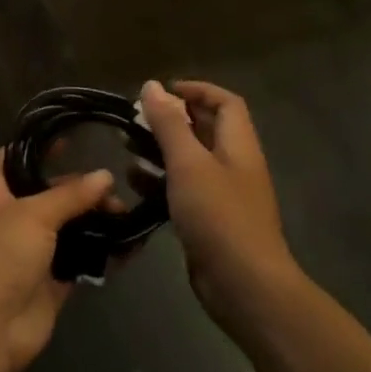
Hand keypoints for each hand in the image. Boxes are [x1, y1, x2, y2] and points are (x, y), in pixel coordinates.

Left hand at [0, 151, 114, 371]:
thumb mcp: (33, 214)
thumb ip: (70, 194)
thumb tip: (105, 176)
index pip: (15, 156)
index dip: (42, 145)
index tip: (77, 136)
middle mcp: (8, 216)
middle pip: (47, 191)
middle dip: (80, 187)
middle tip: (116, 185)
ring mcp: (29, 250)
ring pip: (66, 225)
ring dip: (94, 219)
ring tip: (126, 213)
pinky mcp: (48, 280)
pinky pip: (78, 258)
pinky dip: (100, 251)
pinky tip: (129, 243)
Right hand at [138, 80, 296, 317]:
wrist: (244, 285)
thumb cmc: (219, 215)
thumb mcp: (189, 163)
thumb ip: (169, 124)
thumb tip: (152, 85)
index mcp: (238, 145)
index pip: (225, 102)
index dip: (196, 90)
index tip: (161, 91)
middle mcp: (234, 165)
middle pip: (205, 130)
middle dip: (171, 120)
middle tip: (135, 119)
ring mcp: (223, 195)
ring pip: (190, 161)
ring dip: (160, 151)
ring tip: (126, 147)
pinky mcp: (209, 221)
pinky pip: (183, 190)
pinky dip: (160, 182)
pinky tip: (135, 184)